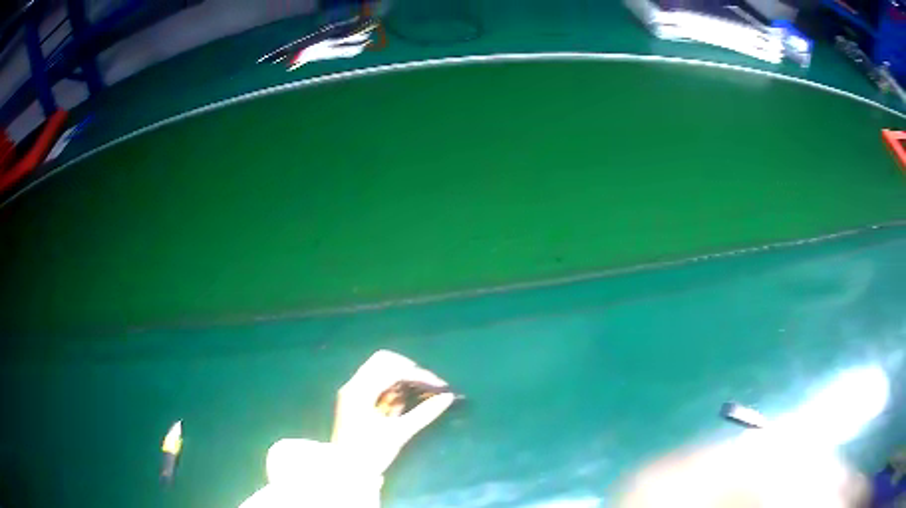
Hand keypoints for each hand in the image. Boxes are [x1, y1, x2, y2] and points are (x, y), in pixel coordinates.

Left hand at [330, 350, 454, 474]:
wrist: (347, 470)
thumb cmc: (371, 453)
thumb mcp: (399, 434)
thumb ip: (424, 413)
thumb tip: (447, 397)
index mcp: (360, 392)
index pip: (392, 369)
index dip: (417, 373)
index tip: (438, 384)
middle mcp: (353, 385)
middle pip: (383, 360)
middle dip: (409, 368)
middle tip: (428, 383)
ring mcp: (352, 391)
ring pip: (379, 368)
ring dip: (401, 375)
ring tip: (420, 390)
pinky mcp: (355, 398)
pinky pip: (375, 380)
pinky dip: (392, 384)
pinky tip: (405, 397)